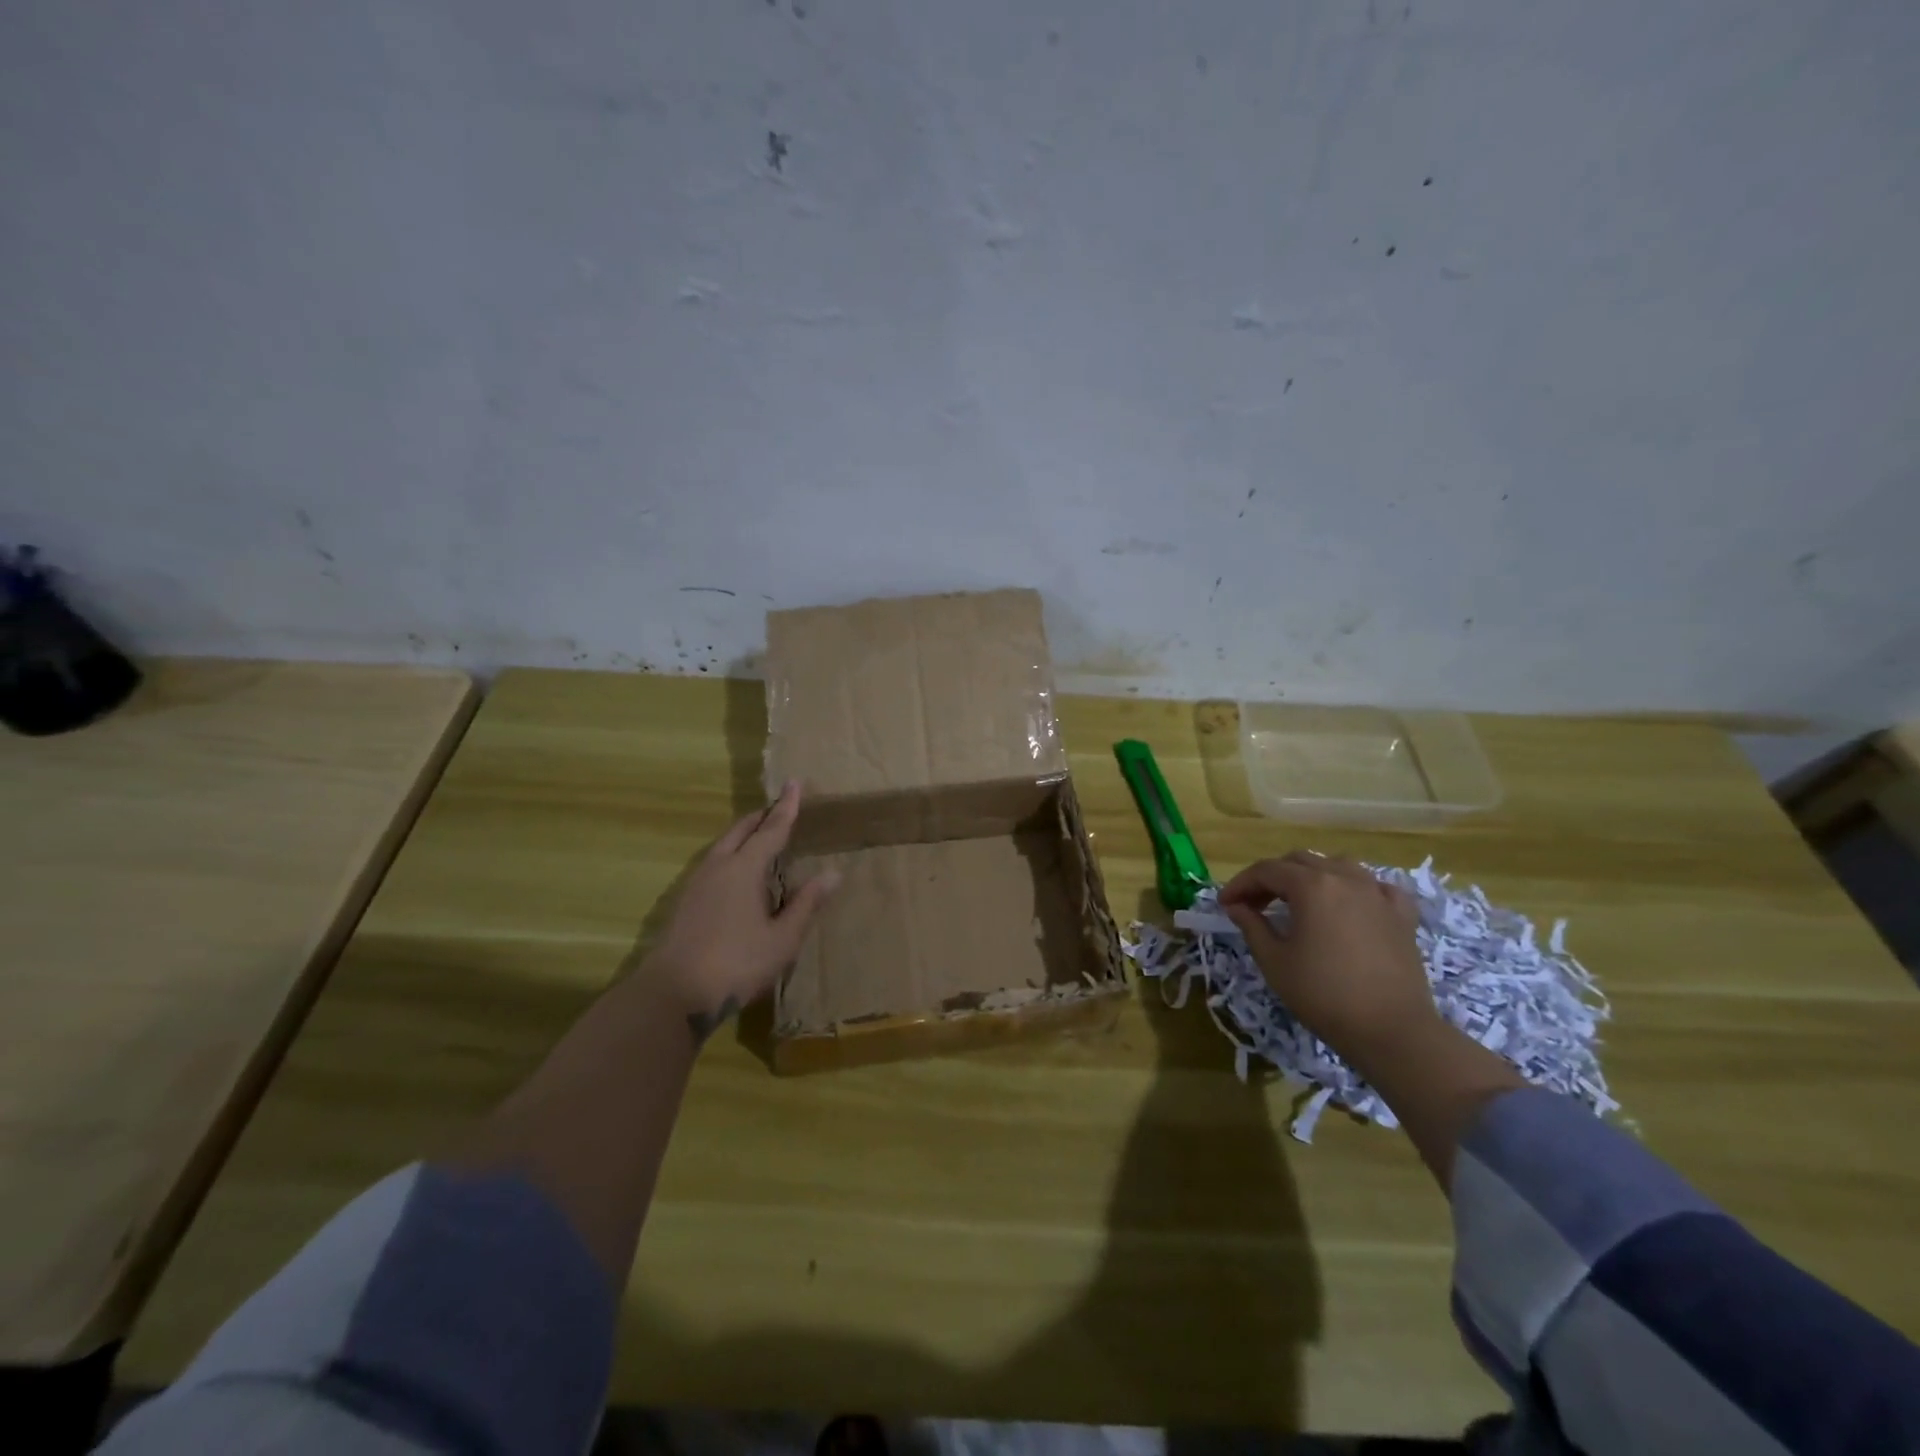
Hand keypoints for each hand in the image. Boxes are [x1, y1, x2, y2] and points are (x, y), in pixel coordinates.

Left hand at [643, 779, 838, 1045]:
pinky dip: (731, 854)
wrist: (673, 993)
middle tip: (779, 808)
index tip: (795, 783)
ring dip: (743, 835)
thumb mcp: (783, 938)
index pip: (771, 830)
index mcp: (745, 869)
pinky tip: (736, 873)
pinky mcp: (685, 901)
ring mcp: (697, 883)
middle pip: (741, 831)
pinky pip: (713, 862)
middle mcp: (719, 867)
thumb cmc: (736, 963)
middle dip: (761, 817)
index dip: (786, 808)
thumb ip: (807, 903)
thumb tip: (833, 873)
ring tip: (759, 835)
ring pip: (723, 846)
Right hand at [1219, 851, 1435, 1067]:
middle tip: (1254, 904)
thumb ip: (1252, 926)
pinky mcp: (1401, 915)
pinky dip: (1356, 889)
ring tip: (1299, 900)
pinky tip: (1350, 905)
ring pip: (1338, 865)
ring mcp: (1377, 894)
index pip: (1266, 870)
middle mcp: (1345, 878)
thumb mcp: (1274, 961)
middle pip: (1299, 862)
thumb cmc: (1323, 995)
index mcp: (1311, 886)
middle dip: (1271, 878)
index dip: (1240, 884)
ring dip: (1311, 876)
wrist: (1392, 1031)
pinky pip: (1375, 886)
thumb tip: (1237, 906)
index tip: (1225, 904)